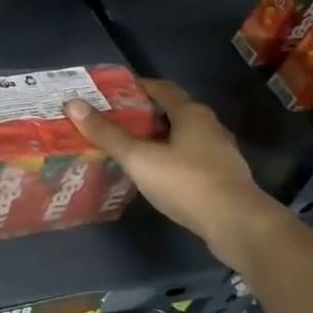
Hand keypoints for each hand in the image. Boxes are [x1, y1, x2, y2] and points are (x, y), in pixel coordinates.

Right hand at [65, 79, 284, 270]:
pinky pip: (188, 159)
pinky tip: (151, 172)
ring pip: (180, 137)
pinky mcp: (221, 179)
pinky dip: (168, 159)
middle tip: (110, 119)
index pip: (160, 88)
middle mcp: (209, 127)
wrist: (239, 226)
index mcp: (191, 114)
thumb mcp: (139, 158)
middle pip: (171, 112)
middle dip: (141, 114)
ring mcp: (219, 154)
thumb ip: (107, 133)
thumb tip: (73, 104)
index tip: (108, 92)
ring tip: (126, 146)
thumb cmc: (187, 182)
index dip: (134, 86)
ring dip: (155, 138)